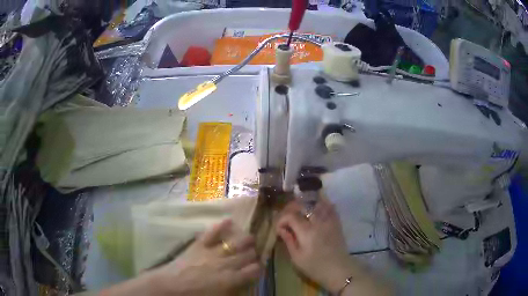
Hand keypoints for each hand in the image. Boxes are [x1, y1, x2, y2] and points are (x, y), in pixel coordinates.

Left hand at [152, 219, 261, 295]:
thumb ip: (234, 288)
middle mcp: (226, 264)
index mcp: (231, 279)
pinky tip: (230, 220)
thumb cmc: (195, 295)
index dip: (258, 267)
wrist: (171, 286)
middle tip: (253, 253)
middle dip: (253, 254)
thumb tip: (243, 283)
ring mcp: (212, 252)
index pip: (254, 270)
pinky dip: (221, 226)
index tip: (257, 267)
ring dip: (245, 240)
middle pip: (247, 255)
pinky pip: (212, 233)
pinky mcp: (199, 244)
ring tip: (250, 238)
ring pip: (235, 243)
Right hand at [276, 197, 353, 293]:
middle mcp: (318, 221)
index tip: (279, 229)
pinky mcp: (336, 222)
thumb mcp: (297, 258)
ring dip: (306, 204)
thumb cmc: (315, 267)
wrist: (338, 269)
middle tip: (287, 218)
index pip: (290, 215)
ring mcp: (329, 220)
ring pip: (317, 203)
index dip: (281, 219)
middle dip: (291, 208)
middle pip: (303, 205)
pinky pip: (330, 207)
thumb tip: (281, 229)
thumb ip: (289, 240)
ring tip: (300, 211)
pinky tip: (316, 207)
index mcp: (306, 231)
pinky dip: (322, 204)